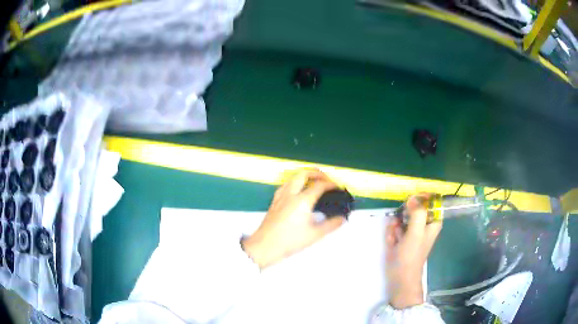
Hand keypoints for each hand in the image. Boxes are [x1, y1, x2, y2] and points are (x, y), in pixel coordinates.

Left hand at [242, 169, 345, 268]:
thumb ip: (331, 225)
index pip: (320, 186)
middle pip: (304, 174)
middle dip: (317, 173)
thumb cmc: (289, 241)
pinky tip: (295, 190)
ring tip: (313, 182)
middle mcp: (291, 195)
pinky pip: (285, 185)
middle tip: (326, 179)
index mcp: (302, 201)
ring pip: (293, 178)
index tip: (337, 188)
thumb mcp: (315, 235)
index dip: (331, 184)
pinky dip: (294, 183)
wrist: (265, 246)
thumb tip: (341, 219)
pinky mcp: (274, 202)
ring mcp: (280, 197)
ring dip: (305, 176)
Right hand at [386, 194, 441, 308]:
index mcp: (433, 222)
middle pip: (412, 208)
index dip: (419, 199)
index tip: (408, 204)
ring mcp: (412, 231)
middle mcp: (423, 224)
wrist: (400, 278)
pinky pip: (394, 228)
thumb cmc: (411, 256)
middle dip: (402, 216)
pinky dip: (391, 234)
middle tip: (400, 227)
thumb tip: (412, 198)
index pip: (430, 201)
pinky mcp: (402, 238)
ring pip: (401, 218)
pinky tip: (392, 244)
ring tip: (395, 239)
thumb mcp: (416, 232)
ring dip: (395, 227)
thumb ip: (417, 213)